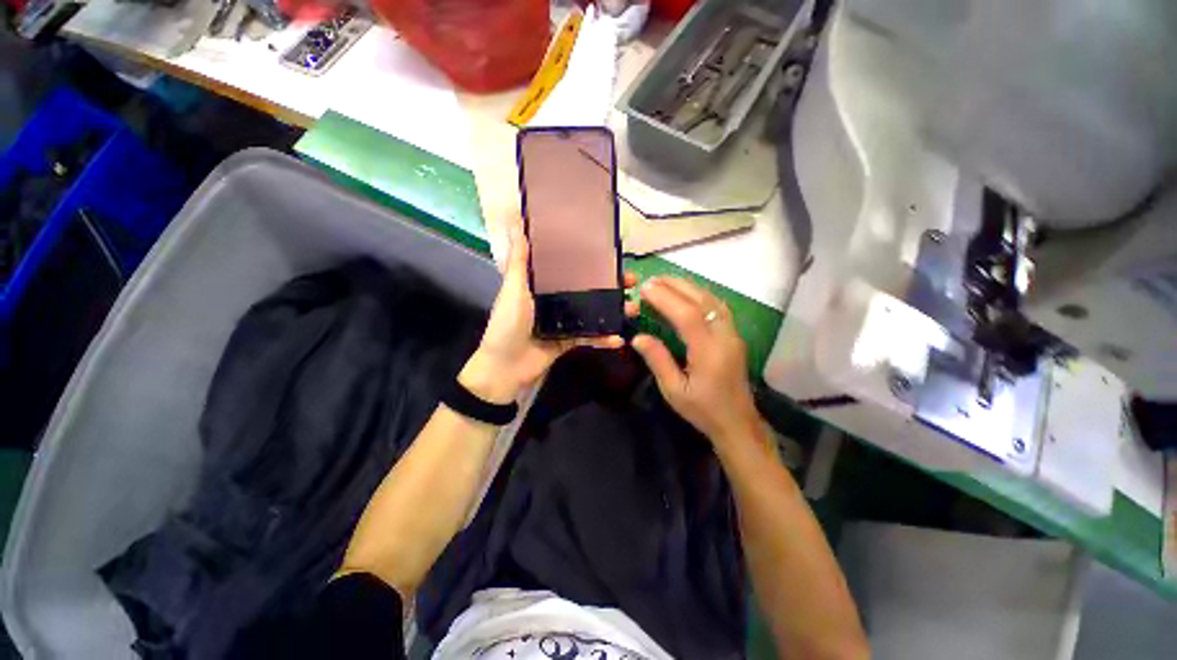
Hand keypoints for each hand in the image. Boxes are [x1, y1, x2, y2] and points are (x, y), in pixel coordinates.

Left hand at [459, 221, 628, 403]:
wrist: (505, 367)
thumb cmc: (508, 324)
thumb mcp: (514, 288)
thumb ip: (519, 259)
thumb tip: (515, 221)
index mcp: (543, 285)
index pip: (570, 268)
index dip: (589, 261)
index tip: (610, 254)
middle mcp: (556, 300)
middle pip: (587, 289)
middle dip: (610, 286)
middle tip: (631, 282)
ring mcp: (564, 322)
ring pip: (593, 312)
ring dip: (614, 311)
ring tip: (633, 309)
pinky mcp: (569, 341)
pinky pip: (590, 338)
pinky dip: (604, 339)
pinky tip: (619, 339)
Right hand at [631, 277, 760, 446]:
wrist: (737, 422)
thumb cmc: (703, 410)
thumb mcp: (674, 390)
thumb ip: (658, 360)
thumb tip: (637, 337)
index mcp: (709, 353)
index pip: (688, 316)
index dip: (666, 298)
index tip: (645, 288)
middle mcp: (725, 337)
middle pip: (702, 301)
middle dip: (676, 286)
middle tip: (651, 279)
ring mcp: (733, 334)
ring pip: (712, 300)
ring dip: (688, 286)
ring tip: (665, 281)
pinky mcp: (734, 335)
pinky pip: (717, 306)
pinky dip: (700, 294)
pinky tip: (687, 292)